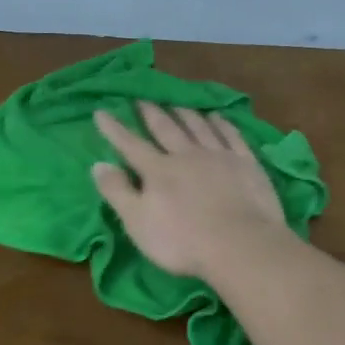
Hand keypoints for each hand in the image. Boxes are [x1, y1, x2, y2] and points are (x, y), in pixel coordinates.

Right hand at [92, 102, 290, 278]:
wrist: (240, 245)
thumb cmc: (182, 241)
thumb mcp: (138, 222)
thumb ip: (117, 192)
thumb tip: (98, 164)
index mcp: (159, 170)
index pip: (131, 145)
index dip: (115, 129)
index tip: (101, 112)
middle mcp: (187, 155)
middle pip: (167, 128)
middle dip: (151, 113)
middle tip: (142, 99)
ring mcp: (219, 156)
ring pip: (199, 127)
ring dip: (186, 113)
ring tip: (177, 104)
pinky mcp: (246, 163)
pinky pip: (232, 136)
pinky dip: (222, 124)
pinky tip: (218, 117)